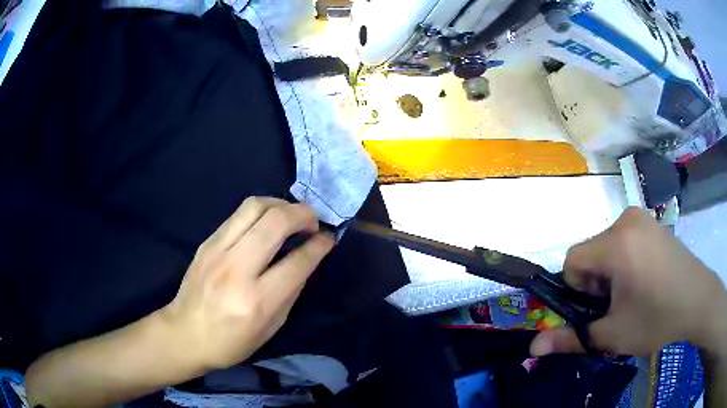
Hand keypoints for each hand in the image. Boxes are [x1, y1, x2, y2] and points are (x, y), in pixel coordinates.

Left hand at [160, 197, 334, 369]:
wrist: (185, 334)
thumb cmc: (231, 342)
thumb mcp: (271, 327)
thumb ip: (291, 291)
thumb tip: (306, 260)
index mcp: (257, 300)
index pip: (297, 261)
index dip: (319, 245)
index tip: (328, 239)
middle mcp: (237, 269)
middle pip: (276, 222)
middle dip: (303, 214)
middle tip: (312, 222)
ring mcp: (217, 251)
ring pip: (255, 206)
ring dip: (281, 204)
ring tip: (290, 215)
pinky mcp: (207, 242)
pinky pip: (238, 214)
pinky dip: (260, 211)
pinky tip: (266, 222)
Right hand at [531, 207, 726, 356]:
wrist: (697, 299)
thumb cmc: (657, 318)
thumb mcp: (613, 335)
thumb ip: (572, 339)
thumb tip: (533, 348)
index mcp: (617, 244)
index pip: (572, 261)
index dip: (577, 289)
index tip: (599, 307)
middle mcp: (626, 220)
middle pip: (590, 252)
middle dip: (595, 282)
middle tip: (618, 303)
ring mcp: (641, 217)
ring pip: (606, 246)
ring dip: (609, 272)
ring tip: (633, 292)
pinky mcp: (651, 222)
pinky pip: (623, 239)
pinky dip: (624, 260)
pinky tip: (644, 278)